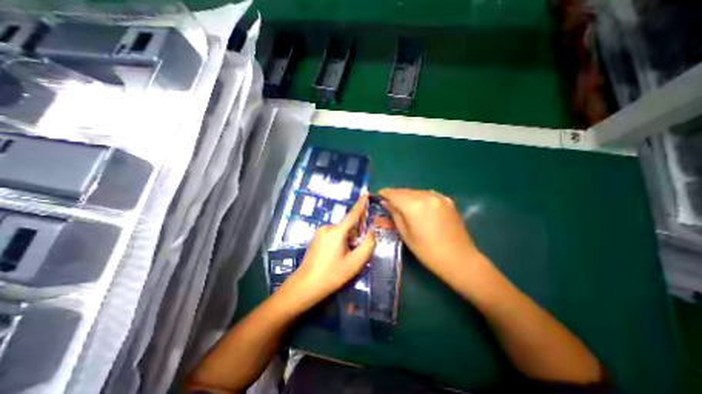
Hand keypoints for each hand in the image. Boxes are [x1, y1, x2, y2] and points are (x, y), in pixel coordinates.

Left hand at [281, 194, 374, 310]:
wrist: (305, 286)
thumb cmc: (332, 275)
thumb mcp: (354, 262)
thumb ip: (367, 244)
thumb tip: (371, 230)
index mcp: (337, 231)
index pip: (353, 214)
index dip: (361, 203)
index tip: (366, 193)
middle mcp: (327, 227)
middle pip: (348, 226)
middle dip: (355, 236)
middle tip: (355, 253)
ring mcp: (320, 232)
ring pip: (341, 232)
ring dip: (348, 240)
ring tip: (345, 258)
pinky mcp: (317, 238)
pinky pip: (334, 235)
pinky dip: (340, 242)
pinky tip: (337, 257)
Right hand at [378, 189, 483, 278]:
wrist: (459, 259)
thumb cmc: (427, 251)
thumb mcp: (406, 234)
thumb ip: (395, 214)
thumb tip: (385, 202)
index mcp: (414, 206)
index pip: (394, 193)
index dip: (384, 193)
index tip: (378, 196)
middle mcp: (426, 196)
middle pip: (405, 191)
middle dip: (395, 195)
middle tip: (388, 203)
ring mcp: (439, 196)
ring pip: (416, 191)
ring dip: (407, 196)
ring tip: (403, 206)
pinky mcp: (447, 200)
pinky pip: (427, 194)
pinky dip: (419, 198)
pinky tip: (419, 207)